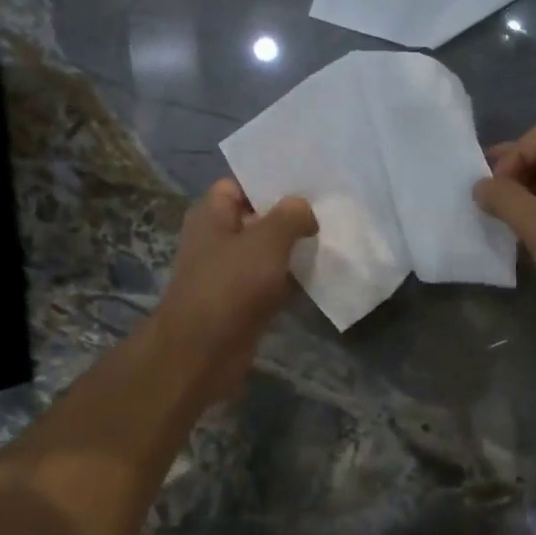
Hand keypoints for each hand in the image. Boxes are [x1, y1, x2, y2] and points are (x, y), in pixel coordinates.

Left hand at [151, 179, 317, 399]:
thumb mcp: (267, 240)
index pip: (240, 185)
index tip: (307, 185)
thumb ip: (291, 215)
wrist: (203, 351)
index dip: (270, 182)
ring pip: (267, 253)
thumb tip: (305, 211)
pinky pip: (271, 282)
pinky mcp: (242, 302)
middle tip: (329, 212)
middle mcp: (217, 240)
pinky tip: (321, 275)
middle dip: (290, 217)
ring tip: (331, 240)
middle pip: (257, 219)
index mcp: (211, 216)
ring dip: (294, 250)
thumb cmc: (231, 285)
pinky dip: (291, 281)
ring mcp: (229, 273)